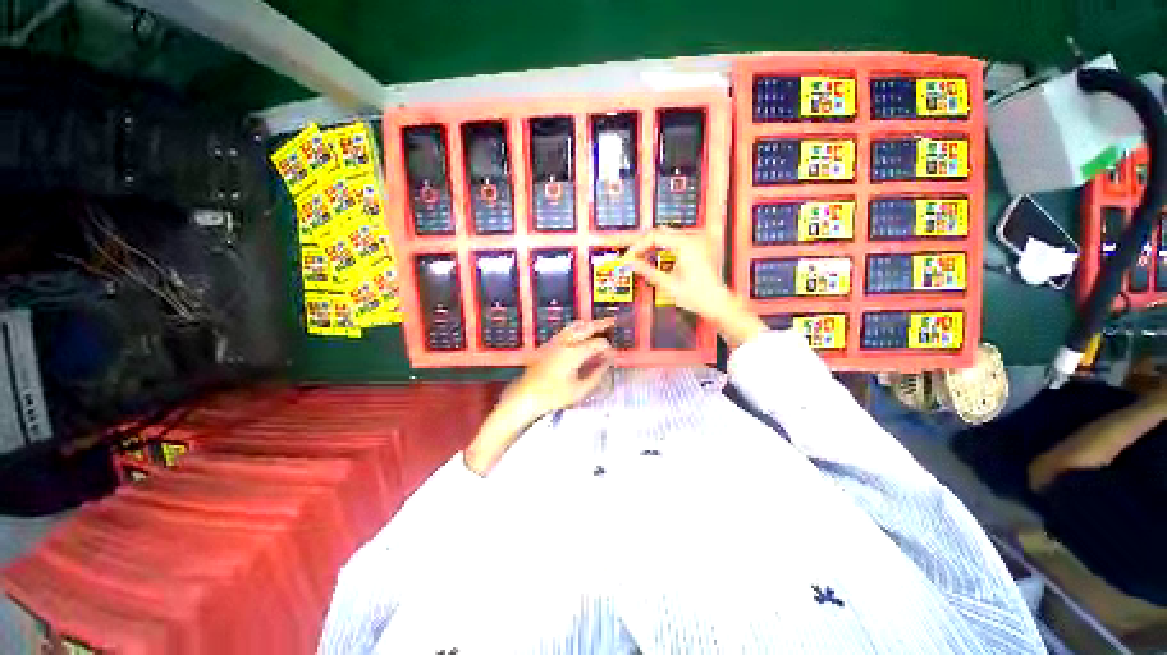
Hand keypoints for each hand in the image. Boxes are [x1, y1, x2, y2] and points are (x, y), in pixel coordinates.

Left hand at [503, 317, 616, 417]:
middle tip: (612, 321)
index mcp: (574, 353)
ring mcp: (555, 342)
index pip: (598, 344)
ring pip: (574, 326)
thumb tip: (606, 364)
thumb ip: (596, 375)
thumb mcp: (579, 390)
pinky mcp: (547, 345)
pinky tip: (579, 335)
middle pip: (586, 327)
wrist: (525, 395)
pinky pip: (566, 331)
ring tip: (597, 324)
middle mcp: (565, 343)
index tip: (613, 355)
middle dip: (600, 324)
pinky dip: (576, 329)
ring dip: (587, 324)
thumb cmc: (553, 396)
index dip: (608, 348)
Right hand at [625, 229, 767, 347]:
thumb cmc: (697, 295)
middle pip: (659, 233)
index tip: (629, 257)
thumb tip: (631, 263)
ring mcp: (696, 243)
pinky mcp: (697, 249)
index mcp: (685, 245)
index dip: (638, 246)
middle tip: (632, 257)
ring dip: (652, 246)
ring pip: (666, 236)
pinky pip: (675, 242)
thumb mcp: (667, 284)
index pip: (654, 236)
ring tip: (641, 258)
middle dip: (643, 244)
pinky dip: (662, 248)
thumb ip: (647, 271)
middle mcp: (692, 240)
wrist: (716, 303)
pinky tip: (655, 258)